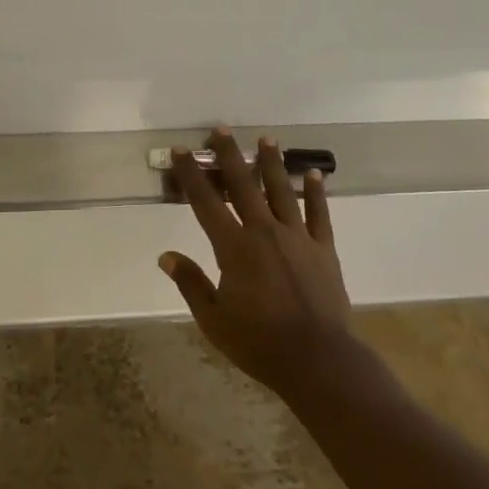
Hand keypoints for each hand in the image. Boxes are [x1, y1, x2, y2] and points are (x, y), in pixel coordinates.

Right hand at [161, 128, 352, 399]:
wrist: (317, 359)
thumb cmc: (258, 343)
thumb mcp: (214, 319)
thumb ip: (190, 283)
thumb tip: (166, 256)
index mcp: (234, 248)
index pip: (205, 203)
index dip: (191, 175)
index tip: (180, 151)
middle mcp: (264, 232)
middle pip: (243, 185)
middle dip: (229, 155)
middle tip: (220, 130)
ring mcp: (297, 237)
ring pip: (281, 190)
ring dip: (271, 163)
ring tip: (266, 139)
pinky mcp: (323, 248)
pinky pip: (319, 213)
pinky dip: (315, 192)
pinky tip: (313, 173)